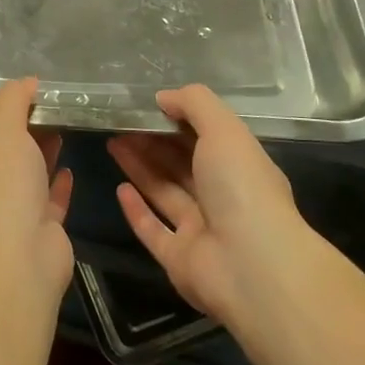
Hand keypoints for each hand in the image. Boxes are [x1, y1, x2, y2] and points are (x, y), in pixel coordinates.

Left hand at [0, 78, 73, 291]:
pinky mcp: (35, 236)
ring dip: (38, 158)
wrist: (20, 254)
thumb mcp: (1, 128)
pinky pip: (46, 204)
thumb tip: (26, 81)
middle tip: (41, 113)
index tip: (9, 105)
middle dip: (18, 138)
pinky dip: (56, 187)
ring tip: (59, 131)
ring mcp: (5, 221)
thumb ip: (11, 100)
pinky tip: (68, 168)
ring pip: (22, 183)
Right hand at [108, 84, 313, 329]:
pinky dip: (136, 211)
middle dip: (152, 143)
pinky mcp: (179, 259)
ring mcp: (201, 231)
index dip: (179, 121)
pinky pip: (153, 230)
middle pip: (182, 165)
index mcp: (241, 168)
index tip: (148, 106)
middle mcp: (223, 198)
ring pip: (164, 192)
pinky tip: (120, 189)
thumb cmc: (241, 188)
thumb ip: (194, 105)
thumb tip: (164, 97)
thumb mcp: (224, 130)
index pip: (207, 138)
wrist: (252, 267)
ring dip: (140, 167)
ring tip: (112, 142)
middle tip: (120, 124)